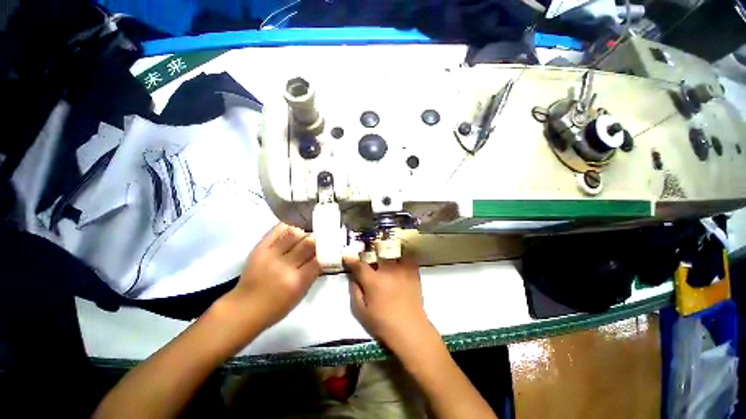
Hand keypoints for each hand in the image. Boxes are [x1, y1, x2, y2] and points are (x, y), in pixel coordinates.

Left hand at [218, 223, 320, 333]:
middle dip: (318, 238)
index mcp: (297, 281)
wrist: (244, 308)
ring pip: (294, 233)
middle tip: (320, 238)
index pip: (319, 258)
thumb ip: (312, 274)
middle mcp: (285, 266)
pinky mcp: (260, 248)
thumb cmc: (276, 307)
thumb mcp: (300, 295)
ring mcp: (271, 255)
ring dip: (304, 232)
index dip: (326, 250)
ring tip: (307, 234)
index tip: (329, 246)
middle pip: (308, 243)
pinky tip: (294, 228)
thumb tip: (322, 256)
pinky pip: (277, 230)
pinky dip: (288, 226)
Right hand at [344, 255, 431, 347]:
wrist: (410, 330)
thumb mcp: (361, 312)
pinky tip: (397, 263)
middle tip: (367, 258)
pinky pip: (406, 258)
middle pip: (376, 254)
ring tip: (383, 257)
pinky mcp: (413, 272)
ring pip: (391, 253)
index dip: (351, 260)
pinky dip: (400, 257)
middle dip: (369, 254)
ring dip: (385, 254)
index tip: (347, 257)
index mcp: (374, 281)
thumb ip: (355, 291)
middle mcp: (388, 271)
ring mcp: (402, 270)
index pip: (359, 265)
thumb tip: (353, 277)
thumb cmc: (383, 323)